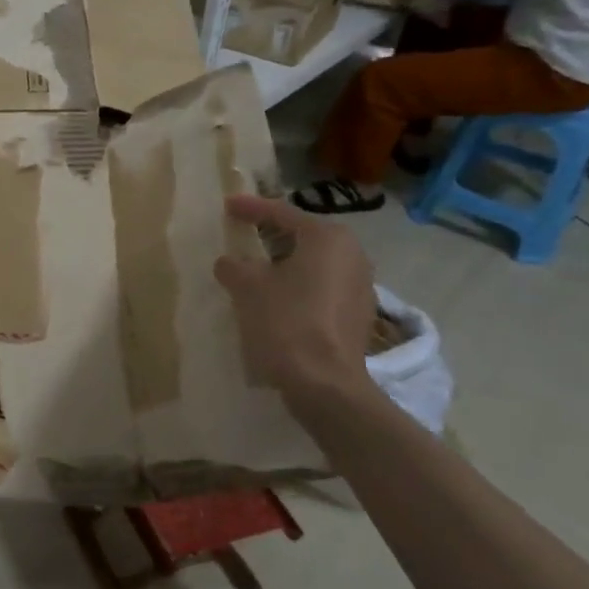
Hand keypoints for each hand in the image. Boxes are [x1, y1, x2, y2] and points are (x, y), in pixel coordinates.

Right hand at [215, 193, 376, 402]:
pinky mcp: (358, 315)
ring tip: (255, 269)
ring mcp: (361, 286)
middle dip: (272, 236)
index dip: (251, 208)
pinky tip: (275, 300)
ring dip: (284, 264)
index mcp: (328, 238)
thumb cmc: (285, 321)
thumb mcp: (247, 286)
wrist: (323, 382)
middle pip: (303, 237)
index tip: (228, 205)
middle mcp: (353, 255)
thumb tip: (231, 263)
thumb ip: (234, 266)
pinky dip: (297, 287)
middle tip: (243, 234)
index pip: (282, 214)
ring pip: (313, 264)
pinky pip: (321, 288)